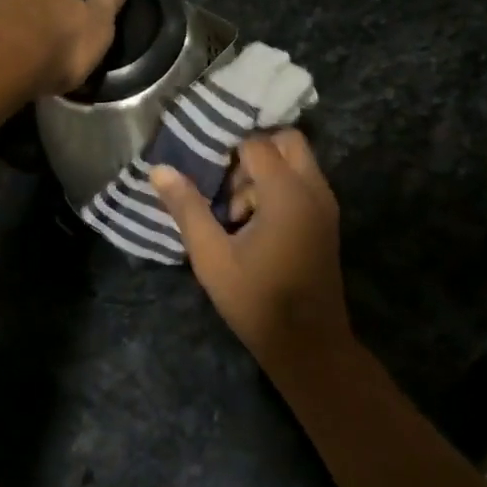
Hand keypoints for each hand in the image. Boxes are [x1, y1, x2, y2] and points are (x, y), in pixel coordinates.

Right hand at [150, 130, 353, 373]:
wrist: (309, 346)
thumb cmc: (257, 300)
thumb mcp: (211, 256)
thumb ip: (187, 208)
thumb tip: (159, 169)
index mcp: (287, 193)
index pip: (257, 144)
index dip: (228, 150)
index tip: (204, 167)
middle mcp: (313, 189)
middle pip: (287, 141)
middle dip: (254, 151)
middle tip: (224, 181)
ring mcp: (325, 205)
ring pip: (296, 162)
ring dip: (266, 172)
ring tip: (235, 210)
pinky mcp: (326, 220)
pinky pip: (303, 183)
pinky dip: (279, 187)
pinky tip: (253, 223)